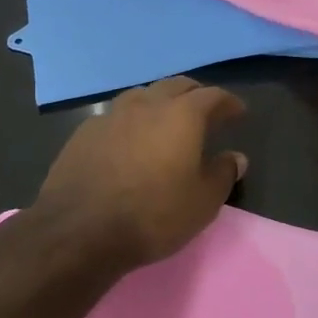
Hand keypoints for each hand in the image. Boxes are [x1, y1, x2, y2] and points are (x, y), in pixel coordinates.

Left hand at [32, 77, 248, 268]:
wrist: (79, 231)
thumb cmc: (153, 215)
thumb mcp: (202, 203)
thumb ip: (223, 174)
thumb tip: (236, 157)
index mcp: (182, 115)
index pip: (213, 96)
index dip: (228, 103)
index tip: (238, 112)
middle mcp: (147, 105)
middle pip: (176, 86)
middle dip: (195, 94)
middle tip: (205, 110)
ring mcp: (111, 115)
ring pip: (142, 95)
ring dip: (159, 102)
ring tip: (165, 119)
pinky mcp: (84, 132)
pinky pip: (115, 116)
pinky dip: (131, 121)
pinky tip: (129, 139)